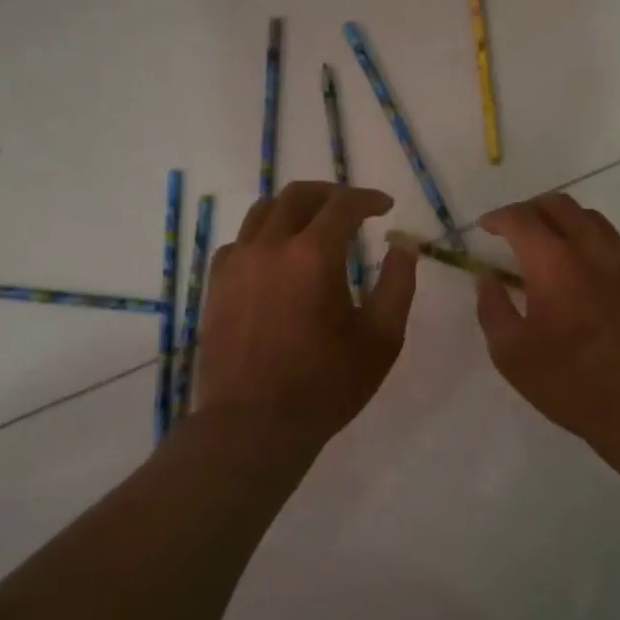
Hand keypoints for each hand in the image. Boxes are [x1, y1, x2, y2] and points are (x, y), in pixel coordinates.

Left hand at [198, 181, 417, 446]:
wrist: (253, 424)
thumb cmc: (326, 384)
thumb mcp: (381, 338)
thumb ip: (398, 283)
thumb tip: (404, 243)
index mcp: (313, 255)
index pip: (343, 205)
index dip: (368, 199)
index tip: (385, 207)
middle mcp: (270, 246)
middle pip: (298, 195)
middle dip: (331, 194)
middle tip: (353, 208)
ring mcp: (236, 264)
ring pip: (263, 212)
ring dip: (295, 209)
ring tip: (315, 226)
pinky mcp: (216, 285)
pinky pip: (240, 241)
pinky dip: (264, 235)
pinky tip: (277, 258)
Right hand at [474, 193, 619, 453]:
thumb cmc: (570, 384)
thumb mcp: (511, 355)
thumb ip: (492, 307)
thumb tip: (487, 277)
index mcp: (553, 263)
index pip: (521, 218)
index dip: (499, 217)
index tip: (487, 227)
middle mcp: (593, 248)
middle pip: (560, 205)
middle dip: (532, 210)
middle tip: (517, 229)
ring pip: (593, 219)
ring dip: (567, 223)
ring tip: (555, 246)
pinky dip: (600, 245)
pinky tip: (596, 269)